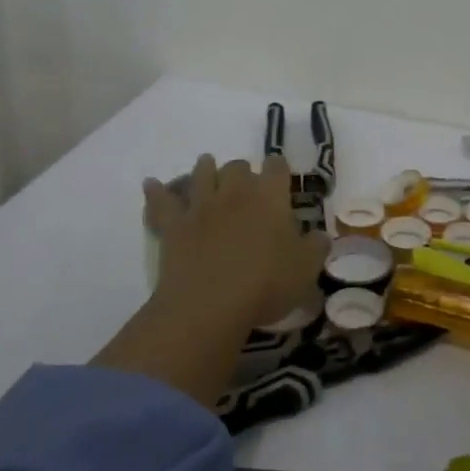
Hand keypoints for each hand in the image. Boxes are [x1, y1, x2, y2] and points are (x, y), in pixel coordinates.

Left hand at [143, 154, 325, 329]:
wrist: (210, 304)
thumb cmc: (266, 283)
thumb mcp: (306, 269)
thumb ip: (315, 247)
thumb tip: (319, 235)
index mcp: (270, 196)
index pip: (276, 166)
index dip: (278, 170)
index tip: (280, 181)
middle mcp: (235, 191)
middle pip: (238, 166)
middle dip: (243, 173)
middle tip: (246, 190)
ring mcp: (201, 205)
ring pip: (202, 173)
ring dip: (205, 169)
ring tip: (207, 170)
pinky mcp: (174, 225)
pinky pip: (161, 202)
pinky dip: (156, 192)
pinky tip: (150, 184)